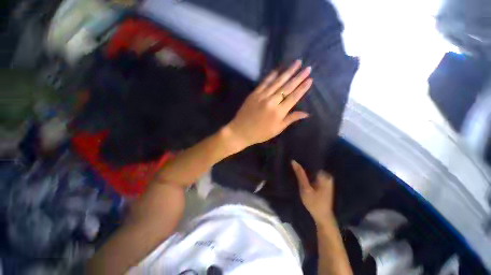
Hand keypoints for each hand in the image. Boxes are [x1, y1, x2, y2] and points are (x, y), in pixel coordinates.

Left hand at [226, 60, 312, 148]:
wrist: (240, 131)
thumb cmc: (260, 133)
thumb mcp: (277, 129)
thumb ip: (291, 119)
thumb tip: (306, 113)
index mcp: (279, 112)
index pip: (294, 97)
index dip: (302, 88)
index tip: (310, 79)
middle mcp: (272, 101)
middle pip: (287, 87)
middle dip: (298, 76)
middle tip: (307, 67)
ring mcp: (262, 96)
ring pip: (277, 82)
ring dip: (288, 72)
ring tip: (297, 63)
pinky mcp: (254, 93)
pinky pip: (264, 82)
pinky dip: (271, 75)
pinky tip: (278, 69)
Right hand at [291, 160, 334, 224]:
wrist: (322, 217)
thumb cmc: (314, 203)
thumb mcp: (305, 188)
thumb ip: (300, 175)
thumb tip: (294, 161)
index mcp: (324, 176)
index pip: (313, 162)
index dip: (303, 160)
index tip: (295, 158)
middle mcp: (327, 175)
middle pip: (313, 166)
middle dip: (304, 165)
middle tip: (294, 163)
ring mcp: (326, 179)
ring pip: (313, 170)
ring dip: (305, 170)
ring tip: (296, 167)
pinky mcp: (324, 182)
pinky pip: (314, 175)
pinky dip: (308, 174)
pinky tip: (302, 174)